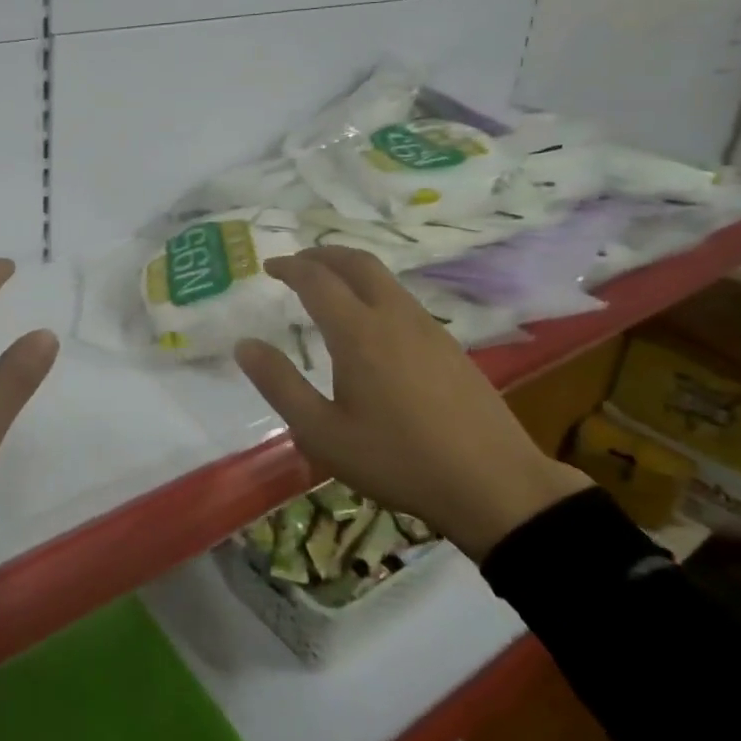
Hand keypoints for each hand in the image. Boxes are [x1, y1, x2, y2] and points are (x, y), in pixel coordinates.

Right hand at [233, 247, 590, 558]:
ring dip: (350, 271)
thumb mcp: (323, 433)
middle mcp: (394, 317)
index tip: (269, 268)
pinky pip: (403, 300)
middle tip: (297, 263)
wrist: (494, 485)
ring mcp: (429, 328)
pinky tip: (370, 325)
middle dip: (322, 254)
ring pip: (385, 279)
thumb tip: (245, 345)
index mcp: (358, 333)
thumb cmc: (397, 460)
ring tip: (328, 289)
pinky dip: (374, 292)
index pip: (317, 279)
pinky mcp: (450, 346)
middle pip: (357, 263)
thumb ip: (280, 384)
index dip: (290, 267)